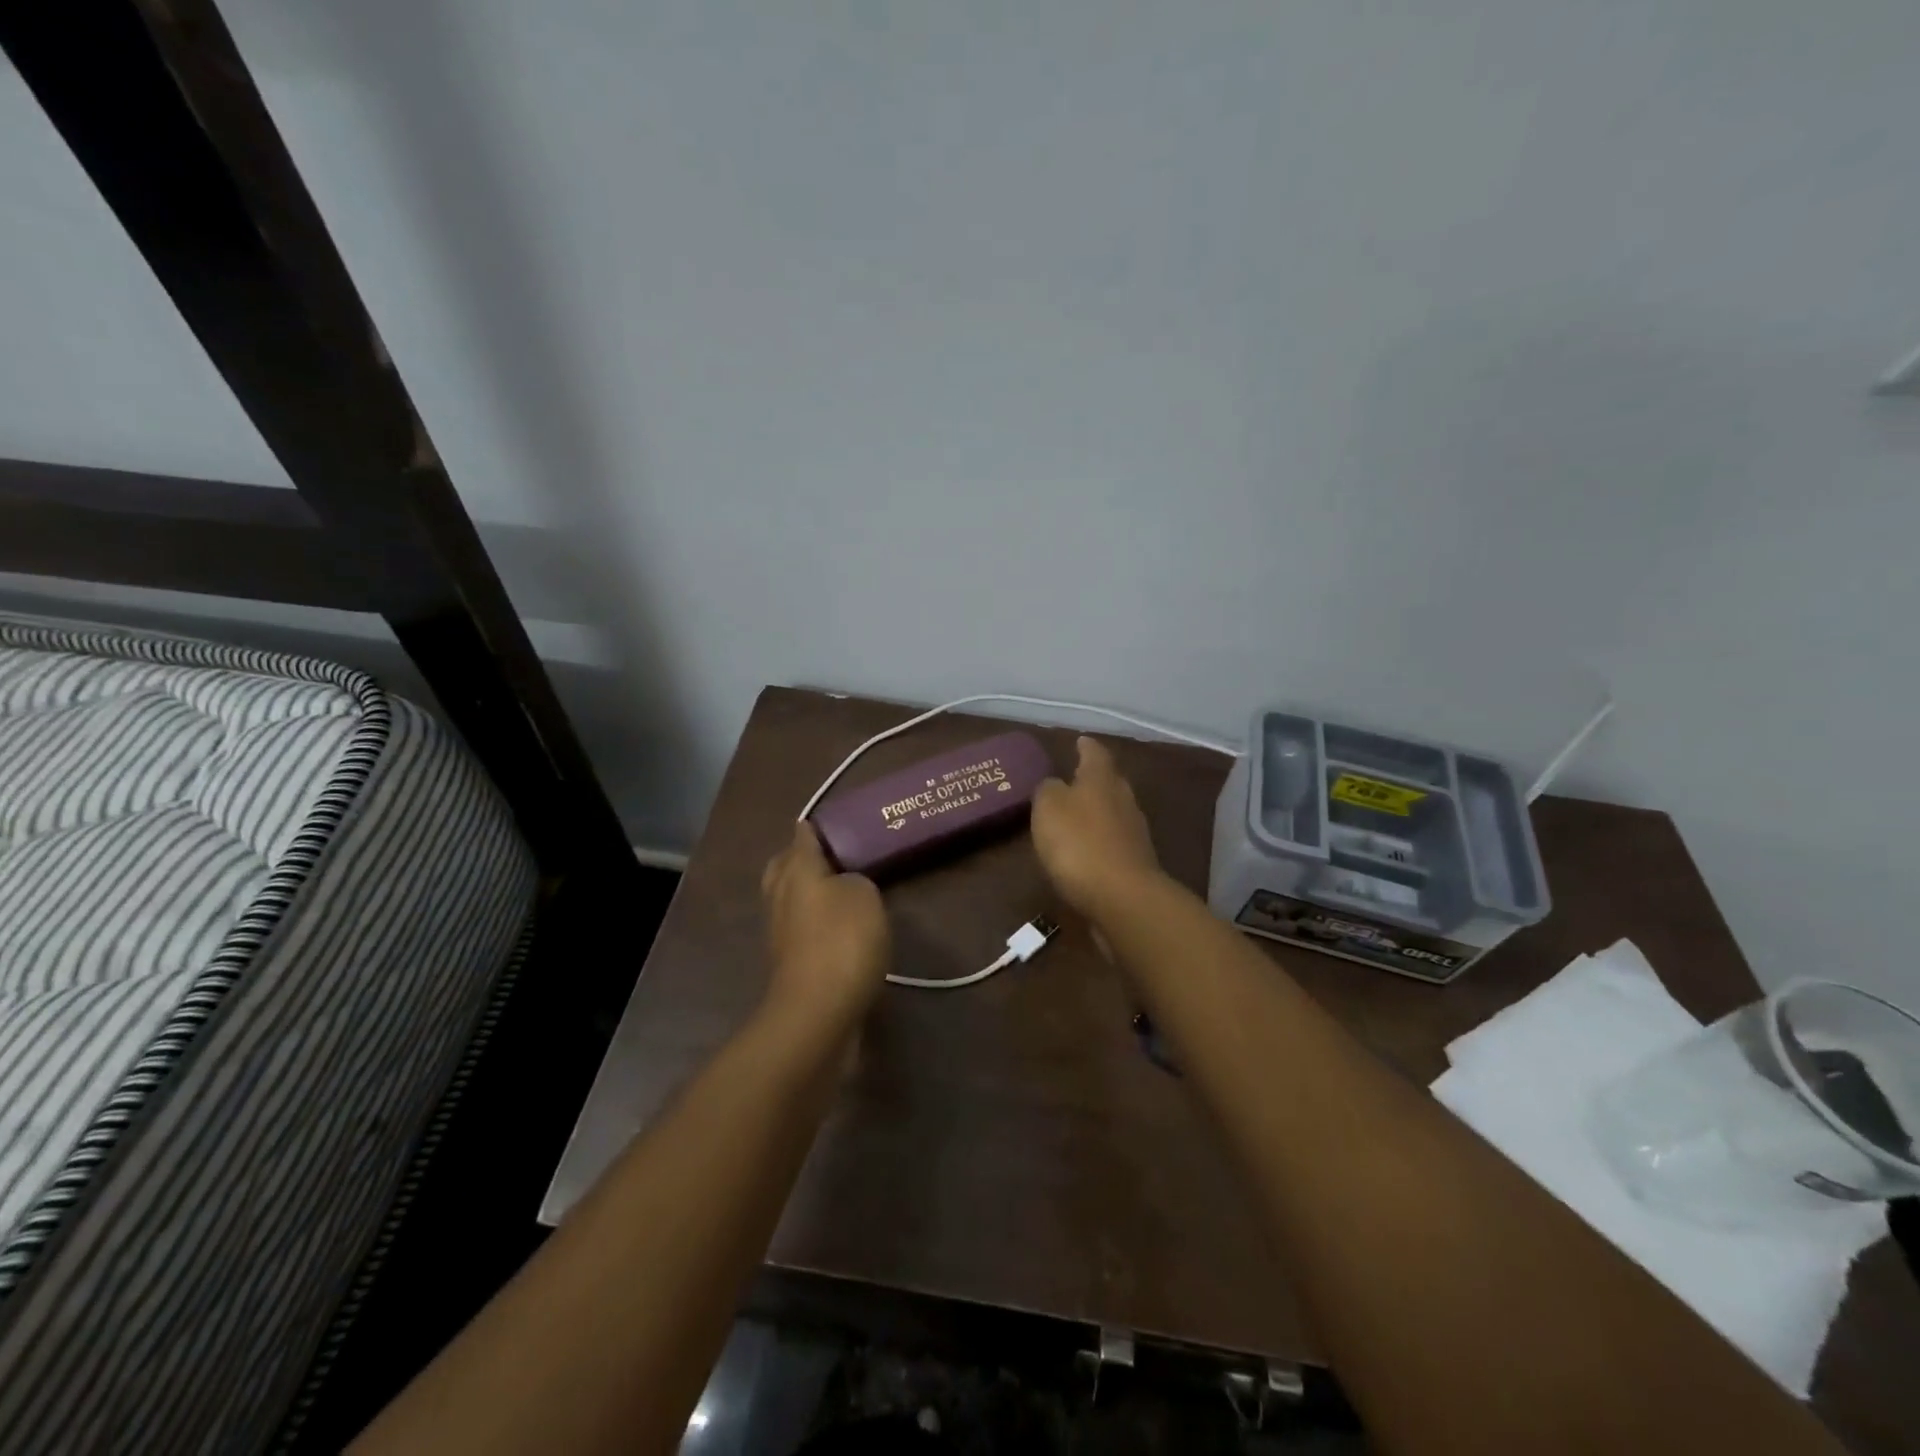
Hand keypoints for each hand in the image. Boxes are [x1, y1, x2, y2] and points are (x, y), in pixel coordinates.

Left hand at [761, 821, 890, 1024]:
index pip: (803, 838)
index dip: (816, 827)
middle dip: (800, 856)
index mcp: (797, 871)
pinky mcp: (790, 962)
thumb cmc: (842, 941)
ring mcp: (780, 932)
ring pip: (788, 898)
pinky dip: (813, 921)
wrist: (819, 1011)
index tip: (831, 820)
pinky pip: (799, 928)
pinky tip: (836, 926)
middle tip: (831, 852)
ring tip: (837, 887)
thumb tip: (843, 886)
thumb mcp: (863, 895)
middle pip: (784, 866)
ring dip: (806, 890)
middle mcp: (781, 896)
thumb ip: (854, 879)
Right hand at [1030, 736, 1164, 919]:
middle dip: (1093, 778)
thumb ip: (1048, 790)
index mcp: (1101, 779)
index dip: (1085, 746)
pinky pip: (1114, 841)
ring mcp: (1134, 832)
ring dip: (1098, 810)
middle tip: (1075, 776)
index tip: (1079, 740)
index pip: (1095, 754)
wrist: (1122, 898)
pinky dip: (1101, 839)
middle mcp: (1123, 799)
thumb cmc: (1079, 843)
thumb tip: (1054, 784)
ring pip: (1114, 811)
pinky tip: (1087, 848)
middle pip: (1110, 781)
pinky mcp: (1135, 862)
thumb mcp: (1048, 808)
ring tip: (1077, 813)